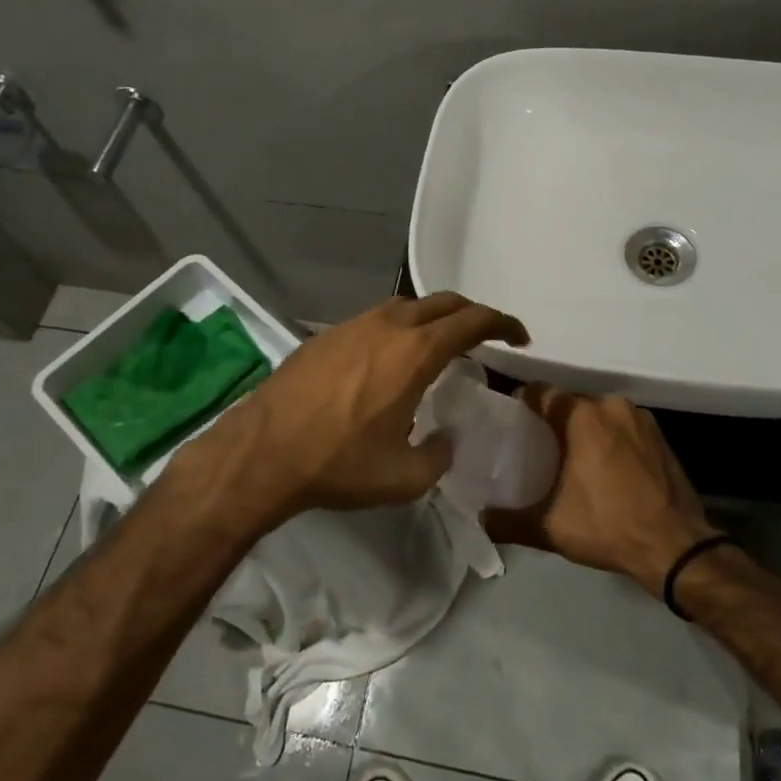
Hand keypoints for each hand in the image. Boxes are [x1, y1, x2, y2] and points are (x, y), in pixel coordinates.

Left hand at [197, 293, 527, 523]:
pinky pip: (376, 320)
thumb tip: (443, 439)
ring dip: (432, 318)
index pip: (473, 321)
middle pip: (443, 303)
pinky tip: (388, 359)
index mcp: (416, 352)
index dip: (503, 324)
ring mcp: (354, 325)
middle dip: (471, 314)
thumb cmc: (338, 463)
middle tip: (485, 336)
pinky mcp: (327, 335)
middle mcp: (389, 326)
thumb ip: (438, 455)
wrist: (262, 452)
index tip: (518, 337)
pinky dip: (398, 328)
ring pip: (407, 306)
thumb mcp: (404, 477)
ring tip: (438, 345)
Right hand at [491, 385, 715, 594]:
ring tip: (572, 458)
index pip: (542, 393)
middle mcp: (611, 406)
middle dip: (555, 421)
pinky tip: (606, 467)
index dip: (524, 404)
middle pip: (572, 403)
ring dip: (586, 430)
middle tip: (539, 446)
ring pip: (600, 414)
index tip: (513, 422)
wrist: (676, 547)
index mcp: (582, 416)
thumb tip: (481, 519)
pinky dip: (611, 439)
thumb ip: (509, 521)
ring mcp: (641, 418)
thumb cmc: (608, 527)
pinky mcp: (661, 435)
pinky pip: (624, 427)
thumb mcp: (550, 528)